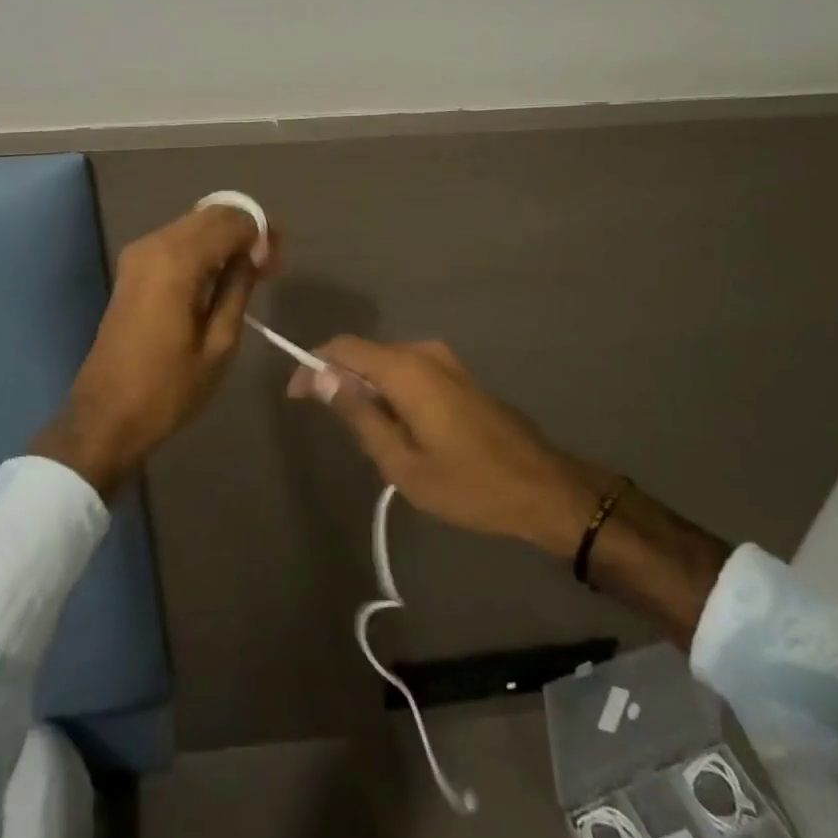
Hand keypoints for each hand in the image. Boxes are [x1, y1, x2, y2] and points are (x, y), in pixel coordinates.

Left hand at [33, 206, 274, 495]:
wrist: (106, 417)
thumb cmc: (168, 389)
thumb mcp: (219, 344)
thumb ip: (238, 288)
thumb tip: (257, 253)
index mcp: (176, 261)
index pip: (230, 222)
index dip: (260, 232)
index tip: (279, 258)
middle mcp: (154, 245)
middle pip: (211, 214)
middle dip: (244, 229)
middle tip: (270, 262)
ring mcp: (138, 254)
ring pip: (193, 224)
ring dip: (225, 237)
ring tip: (252, 269)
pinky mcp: (132, 269)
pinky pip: (177, 241)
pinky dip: (203, 248)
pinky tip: (221, 275)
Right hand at [290, 336, 610, 558]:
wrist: (542, 488)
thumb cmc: (468, 483)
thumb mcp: (402, 463)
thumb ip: (359, 415)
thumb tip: (320, 377)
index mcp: (406, 369)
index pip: (344, 348)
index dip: (313, 364)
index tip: (295, 395)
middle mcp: (424, 353)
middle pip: (365, 353)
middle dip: (340, 380)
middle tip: (329, 423)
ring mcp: (446, 362)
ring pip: (388, 364)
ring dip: (367, 388)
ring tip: (365, 435)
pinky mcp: (458, 376)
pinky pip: (410, 372)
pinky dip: (391, 391)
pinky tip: (396, 428)